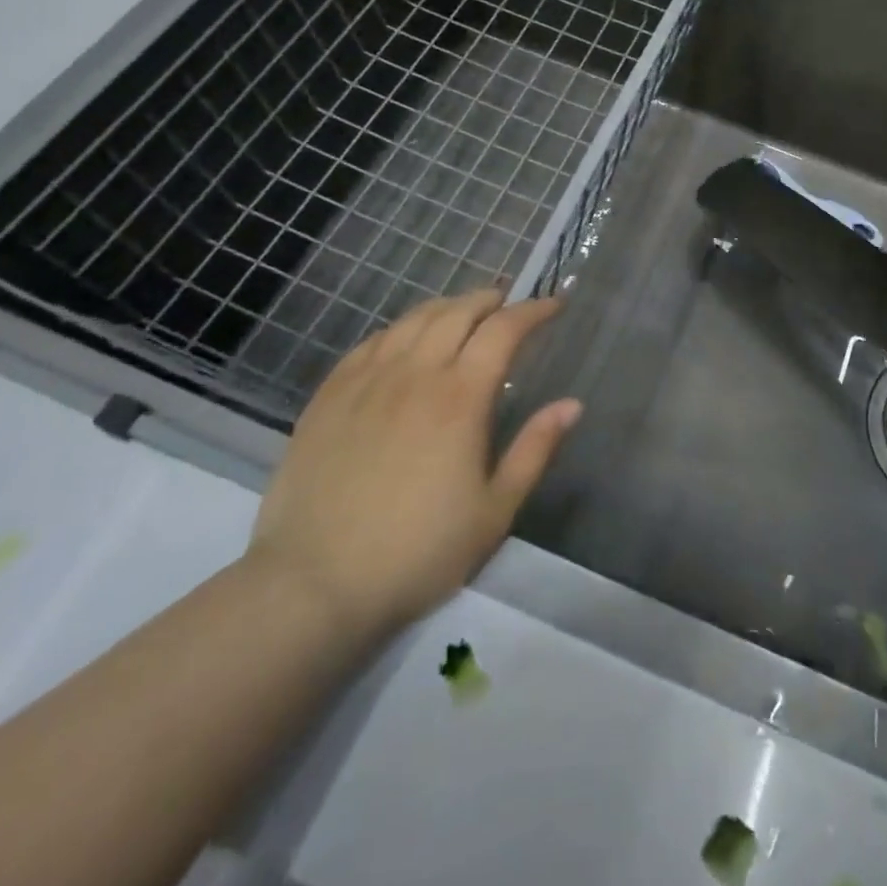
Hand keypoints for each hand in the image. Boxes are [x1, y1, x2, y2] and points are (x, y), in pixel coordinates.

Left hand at [246, 289, 580, 649]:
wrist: (314, 585)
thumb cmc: (419, 552)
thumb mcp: (495, 511)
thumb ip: (535, 450)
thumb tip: (572, 404)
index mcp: (461, 397)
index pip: (504, 330)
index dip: (533, 310)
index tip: (554, 305)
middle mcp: (415, 374)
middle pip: (457, 312)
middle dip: (490, 300)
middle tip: (509, 304)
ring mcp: (366, 381)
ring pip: (413, 320)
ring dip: (447, 307)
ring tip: (463, 313)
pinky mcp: (329, 396)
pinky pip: (371, 342)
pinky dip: (401, 329)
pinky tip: (405, 341)